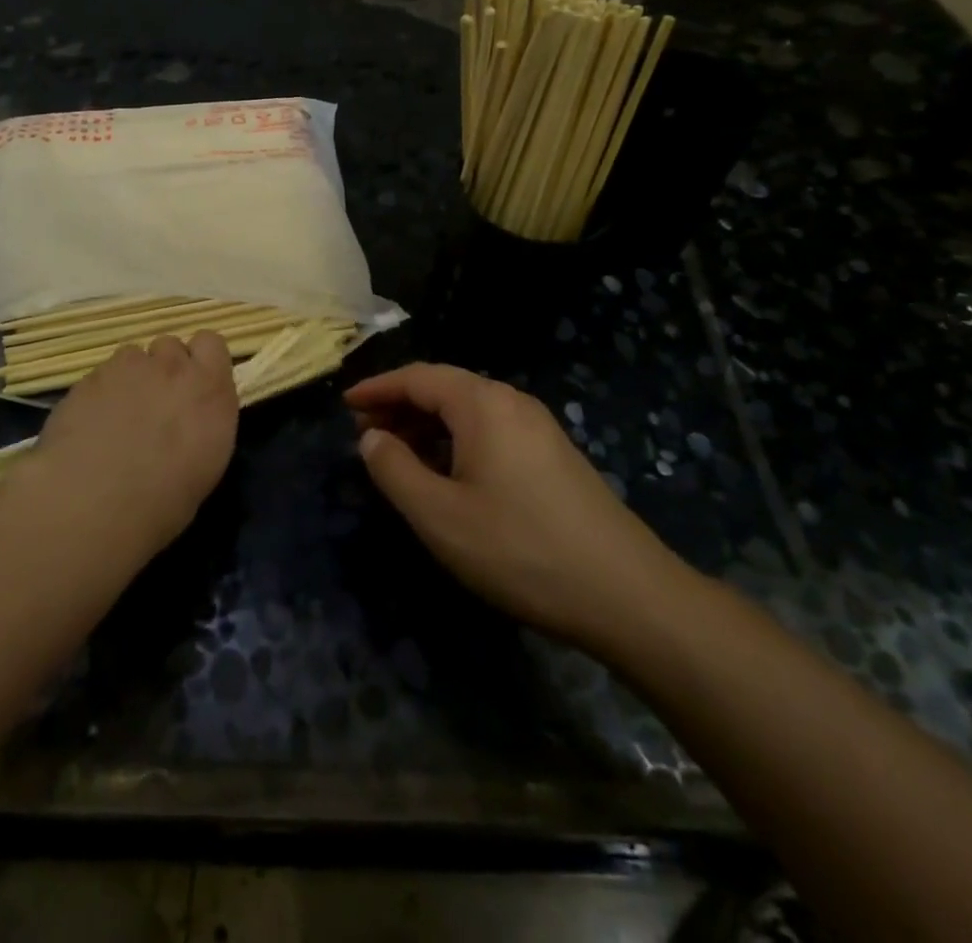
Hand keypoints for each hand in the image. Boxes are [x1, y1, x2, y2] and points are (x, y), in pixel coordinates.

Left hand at [30, 332, 239, 552]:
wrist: (94, 505)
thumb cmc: (164, 501)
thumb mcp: (207, 464)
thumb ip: (203, 423)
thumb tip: (191, 420)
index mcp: (210, 389)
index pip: (211, 343)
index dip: (200, 359)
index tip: (194, 385)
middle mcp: (171, 369)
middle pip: (169, 344)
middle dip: (164, 367)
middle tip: (155, 403)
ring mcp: (126, 369)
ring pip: (132, 356)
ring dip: (131, 377)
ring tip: (118, 415)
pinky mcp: (88, 379)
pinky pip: (100, 375)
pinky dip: (99, 393)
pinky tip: (90, 426)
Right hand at [346, 363, 692, 652]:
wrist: (625, 593)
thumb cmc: (519, 549)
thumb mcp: (439, 515)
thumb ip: (394, 470)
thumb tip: (371, 438)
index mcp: (483, 404)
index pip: (418, 377)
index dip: (378, 388)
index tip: (346, 405)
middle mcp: (512, 403)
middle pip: (445, 389)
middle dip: (401, 408)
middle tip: (366, 436)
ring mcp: (539, 429)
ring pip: (469, 412)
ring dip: (428, 427)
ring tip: (398, 457)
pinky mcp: (554, 457)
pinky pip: (492, 432)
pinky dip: (457, 442)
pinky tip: (447, 476)